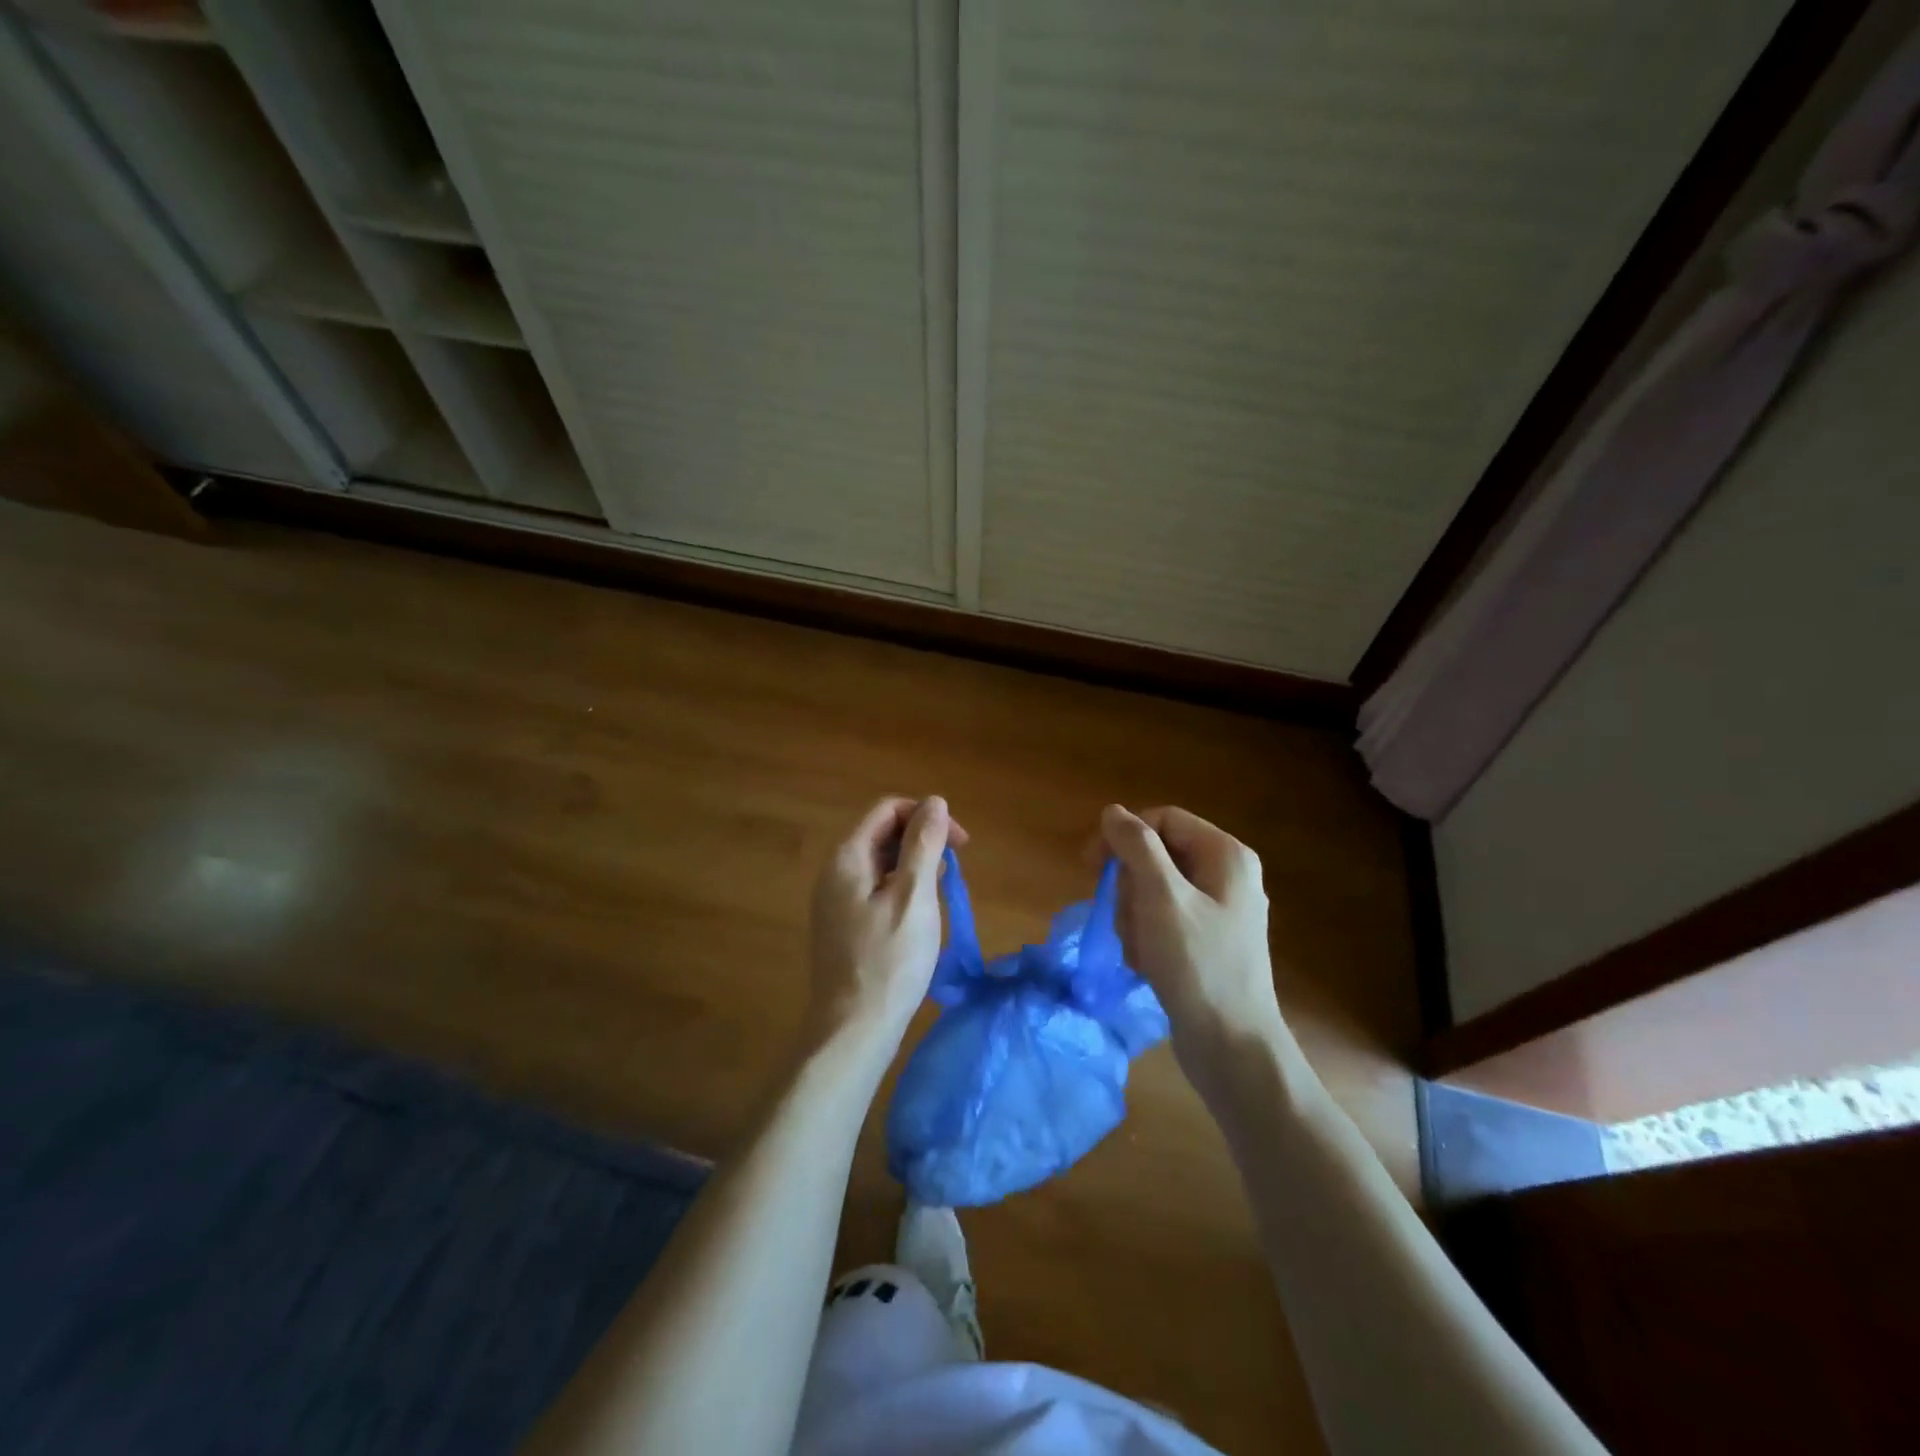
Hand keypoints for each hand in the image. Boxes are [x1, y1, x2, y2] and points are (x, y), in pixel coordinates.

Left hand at [808, 796, 966, 1052]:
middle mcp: (834, 873)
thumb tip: (935, 802)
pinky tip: (920, 916)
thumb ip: (924, 845)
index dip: (926, 816)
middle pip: (881, 834)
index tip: (961, 844)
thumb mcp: (914, 896)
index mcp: (848, 858)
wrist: (852, 1031)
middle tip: (954, 870)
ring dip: (914, 866)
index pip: (888, 810)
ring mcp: (835, 902)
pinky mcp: (842, 927)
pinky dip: (902, 890)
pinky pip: (875, 890)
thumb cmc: (889, 961)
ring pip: (880, 864)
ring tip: (941, 893)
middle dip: (922, 840)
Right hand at [1099, 805, 1288, 1057]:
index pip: (1162, 819)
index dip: (1123, 836)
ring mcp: (1218, 911)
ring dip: (1133, 917)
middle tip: (1127, 920)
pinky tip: (1147, 965)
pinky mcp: (1206, 942)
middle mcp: (1226, 875)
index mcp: (1225, 855)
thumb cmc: (1197, 965)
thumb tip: (1113, 811)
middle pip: (1156, 856)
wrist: (1232, 1047)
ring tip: (1140, 950)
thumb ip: (1136, 846)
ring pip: (1153, 890)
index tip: (1090, 865)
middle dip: (1130, 888)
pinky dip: (1146, 938)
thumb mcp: (1161, 898)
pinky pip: (1162, 920)